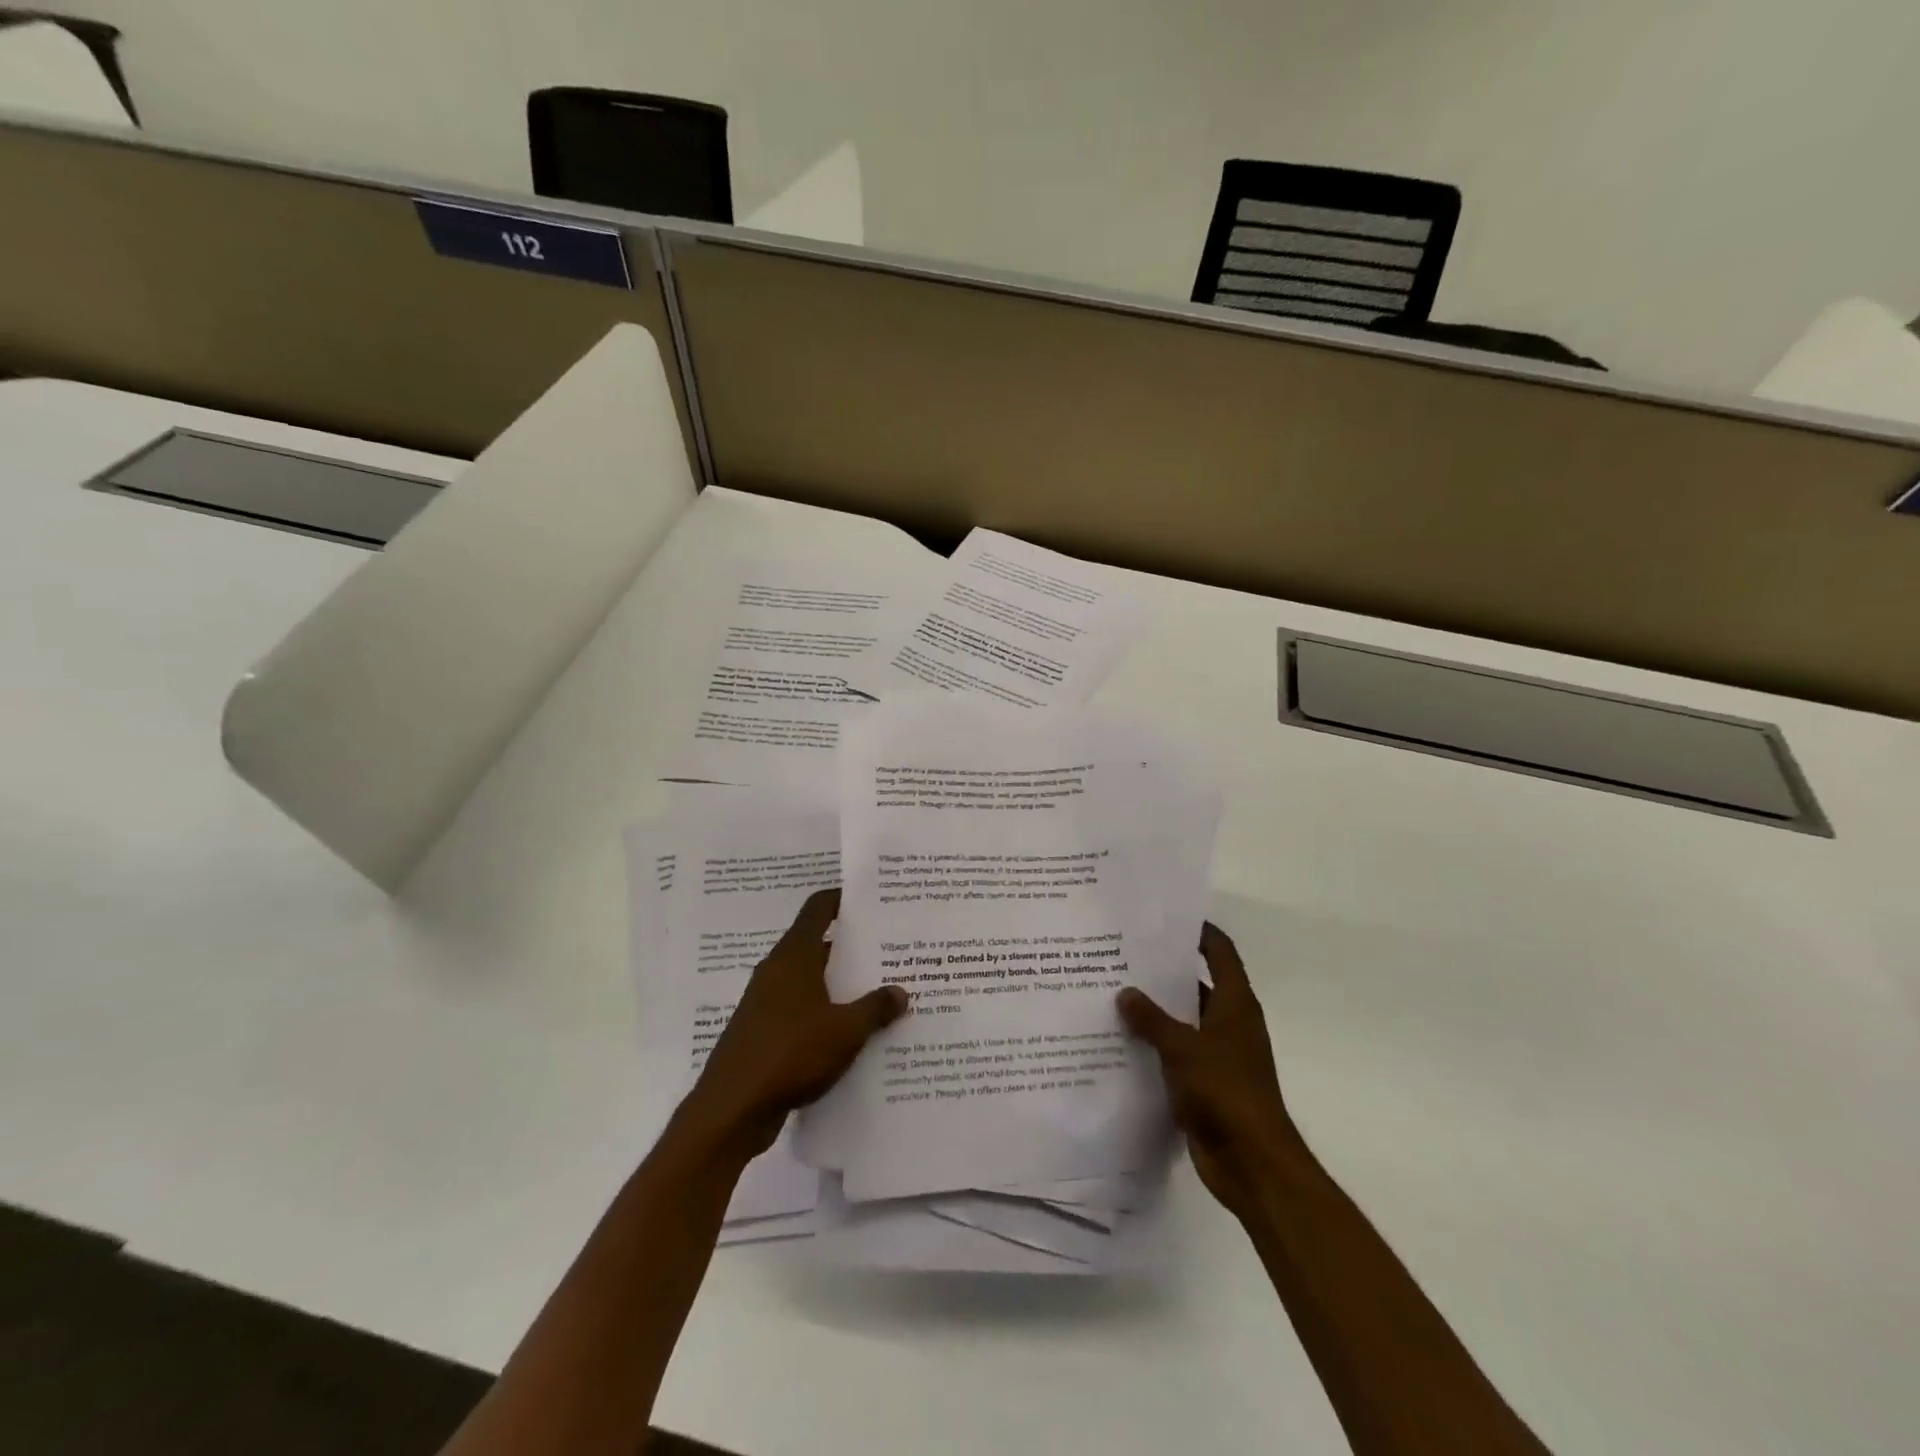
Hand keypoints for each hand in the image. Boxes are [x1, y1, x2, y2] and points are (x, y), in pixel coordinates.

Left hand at [675, 888, 906, 1165]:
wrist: (731, 1110)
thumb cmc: (790, 1053)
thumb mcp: (845, 1030)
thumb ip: (875, 1008)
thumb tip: (900, 992)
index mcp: (793, 956)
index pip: (818, 909)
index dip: (842, 899)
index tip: (871, 900)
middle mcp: (777, 971)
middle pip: (817, 944)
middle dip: (851, 948)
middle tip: (889, 950)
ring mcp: (765, 1003)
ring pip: (810, 981)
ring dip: (839, 985)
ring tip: (879, 992)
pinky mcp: (762, 1033)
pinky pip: (800, 1011)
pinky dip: (824, 1014)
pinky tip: (851, 1033)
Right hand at [1117, 922, 1298, 1220]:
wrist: (1253, 1164)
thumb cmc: (1225, 1092)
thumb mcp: (1183, 1048)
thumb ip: (1152, 1019)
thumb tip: (1125, 992)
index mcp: (1235, 1004)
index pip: (1220, 952)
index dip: (1199, 931)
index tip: (1165, 917)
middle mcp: (1229, 1023)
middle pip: (1196, 984)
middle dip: (1163, 971)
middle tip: (1121, 954)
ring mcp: (1218, 1055)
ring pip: (1182, 1020)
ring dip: (1154, 1010)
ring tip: (1111, 992)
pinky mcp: (1204, 1083)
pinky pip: (1175, 1053)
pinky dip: (1153, 1045)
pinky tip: (1119, 1040)